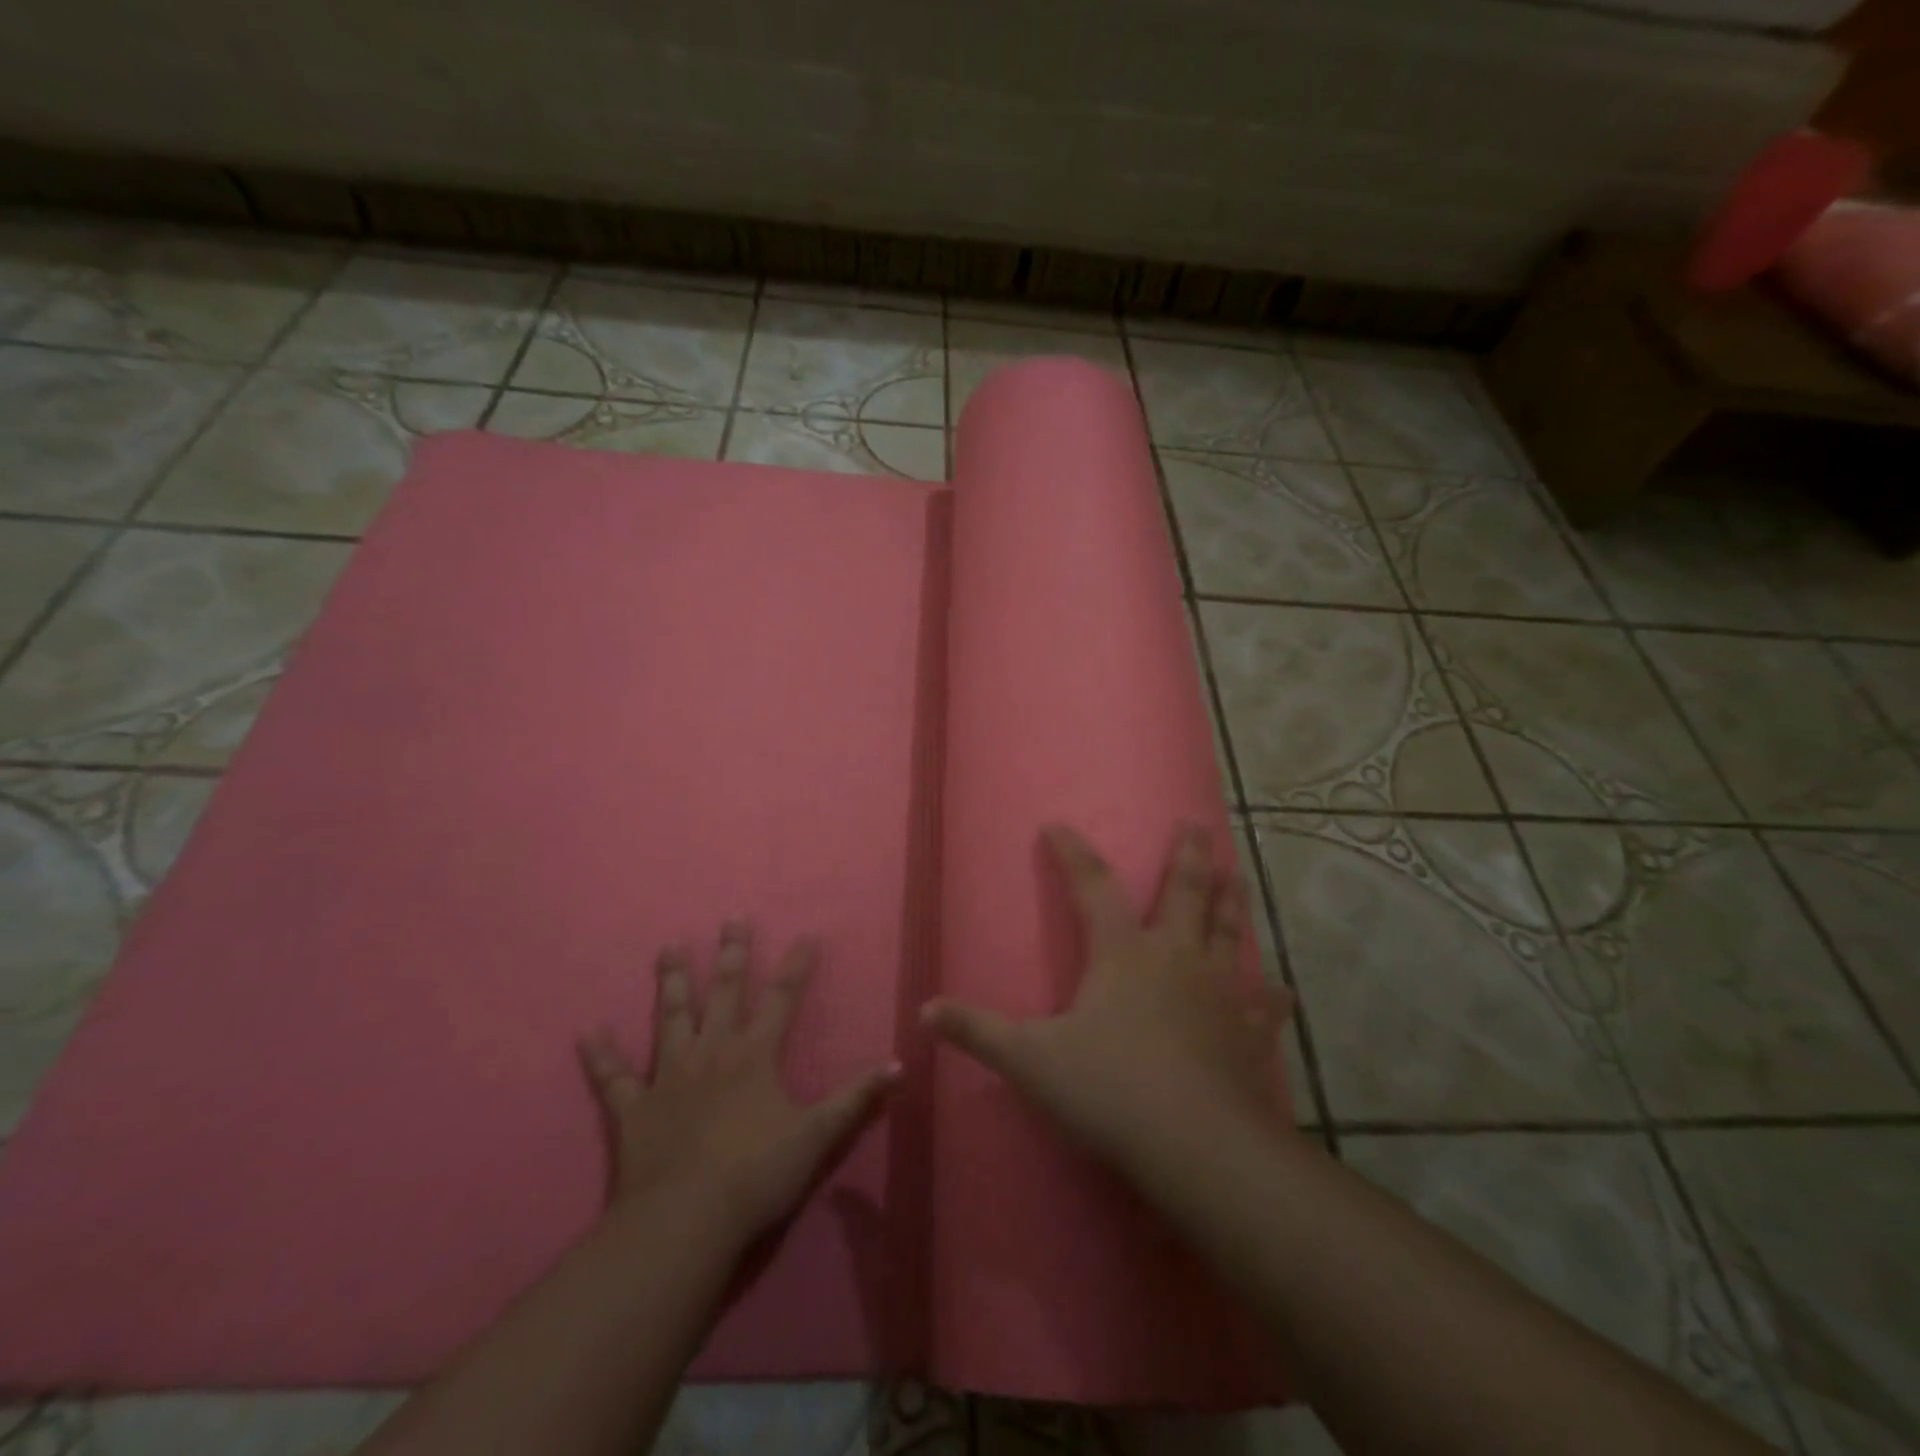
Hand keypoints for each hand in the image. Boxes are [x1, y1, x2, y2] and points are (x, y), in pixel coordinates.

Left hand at [580, 923, 898, 1245]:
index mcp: (755, 1056)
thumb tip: (899, 1064)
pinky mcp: (634, 1109)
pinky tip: (588, 1031)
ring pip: (671, 1018)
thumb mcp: (818, 1136)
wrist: (685, 1221)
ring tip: (669, 947)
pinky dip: (600, 1054)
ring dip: (672, 982)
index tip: (807, 936)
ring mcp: (669, 1077)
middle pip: (725, 993)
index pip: (783, 998)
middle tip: (732, 919)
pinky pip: (613, 1077)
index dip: (797, 966)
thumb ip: (856, 1098)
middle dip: (733, 954)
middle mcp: (713, 1052)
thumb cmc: (756, 1175)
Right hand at [922, 825, 1292, 1177]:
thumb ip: (977, 1031)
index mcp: (1122, 952)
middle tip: (1196, 823)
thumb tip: (924, 1010)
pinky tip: (1284, 991)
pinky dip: (1272, 996)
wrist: (1196, 1145)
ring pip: (1228, 932)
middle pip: (1184, 892)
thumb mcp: (1030, 1060)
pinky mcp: (1248, 1033)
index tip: (1057, 826)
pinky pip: (1264, 1006)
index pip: (1092, 886)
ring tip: (1237, 873)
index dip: (1072, 853)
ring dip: (1231, 901)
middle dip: (1187, 855)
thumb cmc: (1109, 1090)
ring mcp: (1219, 991)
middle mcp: (1175, 957)